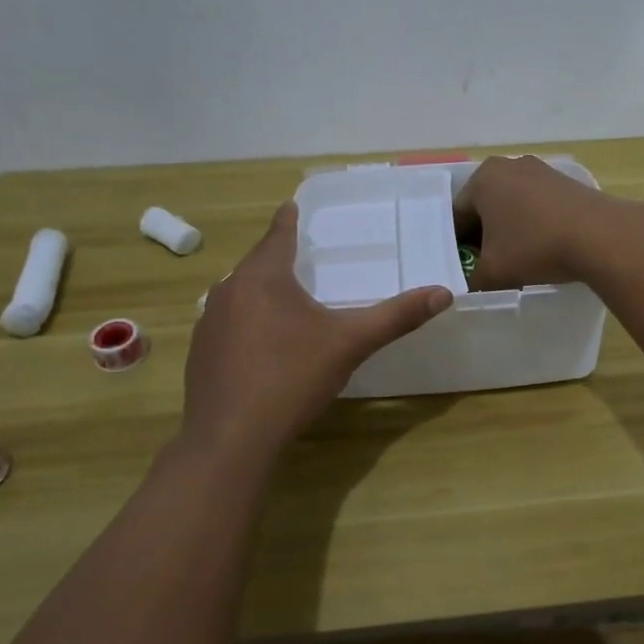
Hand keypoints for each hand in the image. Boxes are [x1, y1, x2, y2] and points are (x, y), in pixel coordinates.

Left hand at [183, 203, 451, 456]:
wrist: (230, 438)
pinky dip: (246, 321)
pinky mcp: (200, 354)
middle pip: (256, 263)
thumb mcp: (350, 344)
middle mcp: (229, 291)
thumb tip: (443, 294)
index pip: (278, 235)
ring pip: (239, 293)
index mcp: (263, 278)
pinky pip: (227, 323)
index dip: (288, 219)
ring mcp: (209, 323)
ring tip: (282, 296)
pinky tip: (260, 343)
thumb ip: (396, 317)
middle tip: (298, 253)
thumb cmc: (291, 378)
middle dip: (276, 256)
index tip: (291, 205)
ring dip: (260, 290)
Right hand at [452, 155, 624, 290]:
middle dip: (483, 235)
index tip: (462, 268)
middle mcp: (509, 166)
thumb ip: (472, 281)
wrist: (602, 236)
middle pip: (485, 206)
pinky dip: (533, 224)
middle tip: (485, 265)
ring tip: (516, 259)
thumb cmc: (536, 247)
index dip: (456, 245)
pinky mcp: (566, 181)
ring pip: (512, 205)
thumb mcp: (493, 273)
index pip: (457, 215)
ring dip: (509, 230)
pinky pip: (537, 205)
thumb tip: (468, 287)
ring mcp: (541, 170)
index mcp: (483, 179)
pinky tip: (542, 247)